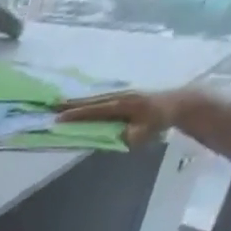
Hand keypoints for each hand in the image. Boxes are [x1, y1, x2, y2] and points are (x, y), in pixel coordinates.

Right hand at [58, 90, 183, 149]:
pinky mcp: (124, 95)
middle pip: (92, 101)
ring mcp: (123, 94)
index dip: (77, 114)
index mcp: (123, 105)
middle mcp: (120, 96)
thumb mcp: (144, 133)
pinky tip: (82, 103)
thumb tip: (113, 136)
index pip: (95, 111)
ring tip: (62, 103)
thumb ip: (128, 136)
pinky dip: (89, 101)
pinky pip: (102, 98)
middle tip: (53, 106)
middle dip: (72, 104)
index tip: (59, 117)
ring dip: (79, 101)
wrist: (178, 103)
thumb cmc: (160, 121)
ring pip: (96, 98)